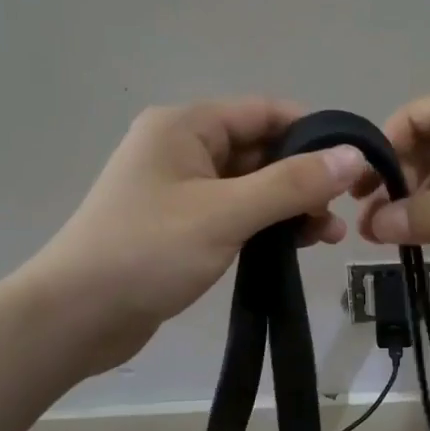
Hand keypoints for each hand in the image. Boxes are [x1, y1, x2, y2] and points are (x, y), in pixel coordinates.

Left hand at [35, 99, 366, 374]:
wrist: (73, 318)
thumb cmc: (147, 252)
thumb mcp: (226, 214)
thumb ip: (293, 183)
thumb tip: (354, 155)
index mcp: (185, 126)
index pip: (264, 112)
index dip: (313, 133)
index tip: (355, 164)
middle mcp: (182, 148)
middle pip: (260, 149)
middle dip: (304, 178)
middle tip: (343, 212)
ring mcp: (179, 188)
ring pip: (250, 185)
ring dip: (289, 205)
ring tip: (327, 237)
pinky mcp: (180, 225)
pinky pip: (234, 212)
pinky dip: (265, 225)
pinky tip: (294, 247)